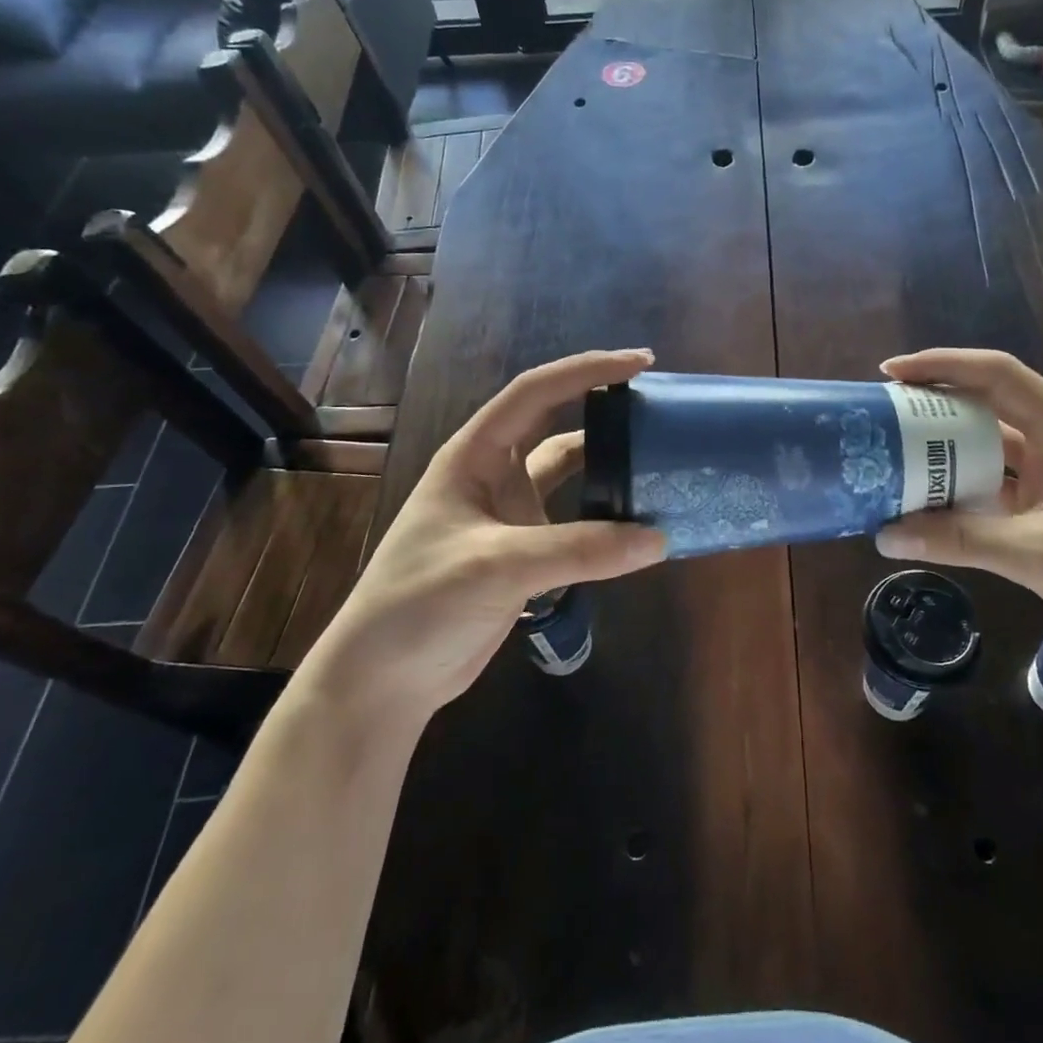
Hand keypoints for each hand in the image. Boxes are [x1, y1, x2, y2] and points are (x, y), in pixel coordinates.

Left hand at [304, 349, 666, 722]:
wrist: (384, 680)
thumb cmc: (421, 603)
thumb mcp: (498, 565)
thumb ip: (579, 549)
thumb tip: (658, 539)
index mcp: (474, 455)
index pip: (535, 393)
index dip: (586, 370)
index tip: (640, 362)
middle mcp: (495, 476)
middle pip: (556, 426)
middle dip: (603, 409)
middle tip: (657, 404)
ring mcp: (511, 516)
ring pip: (570, 477)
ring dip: (608, 468)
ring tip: (659, 461)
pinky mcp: (525, 555)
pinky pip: (576, 525)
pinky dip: (607, 522)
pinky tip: (639, 523)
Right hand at [874, 348, 1042, 673]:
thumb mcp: (1038, 555)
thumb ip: (960, 540)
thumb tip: (885, 535)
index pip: (997, 375)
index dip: (943, 365)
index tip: (890, 372)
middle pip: (988, 406)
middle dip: (934, 406)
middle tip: (882, 417)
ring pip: (991, 449)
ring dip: (946, 451)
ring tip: (893, 456)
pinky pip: (998, 485)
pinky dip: (963, 488)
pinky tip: (929, 502)